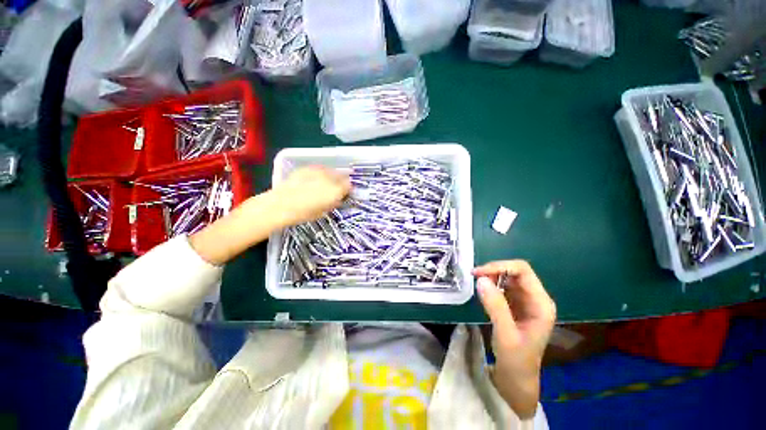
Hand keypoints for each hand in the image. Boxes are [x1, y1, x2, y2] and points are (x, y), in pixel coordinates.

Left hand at [272, 166, 350, 226]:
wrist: (281, 205)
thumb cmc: (304, 213)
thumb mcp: (323, 212)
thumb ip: (333, 203)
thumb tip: (338, 199)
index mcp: (336, 190)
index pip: (349, 185)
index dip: (348, 190)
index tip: (345, 194)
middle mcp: (330, 178)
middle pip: (341, 176)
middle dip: (341, 182)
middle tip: (337, 189)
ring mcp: (318, 171)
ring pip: (331, 170)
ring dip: (332, 176)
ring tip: (327, 182)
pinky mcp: (307, 168)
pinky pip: (319, 168)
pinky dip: (321, 173)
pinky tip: (315, 179)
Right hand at [472, 261, 555, 419]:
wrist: (516, 377)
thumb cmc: (516, 359)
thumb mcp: (505, 334)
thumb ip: (495, 306)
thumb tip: (481, 279)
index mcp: (541, 303)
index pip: (523, 271)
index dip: (500, 266)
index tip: (478, 273)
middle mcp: (535, 297)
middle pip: (515, 271)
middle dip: (494, 270)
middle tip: (475, 277)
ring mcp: (525, 300)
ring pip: (508, 277)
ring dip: (491, 276)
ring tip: (477, 284)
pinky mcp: (515, 303)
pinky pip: (503, 286)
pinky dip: (491, 284)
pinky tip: (483, 292)